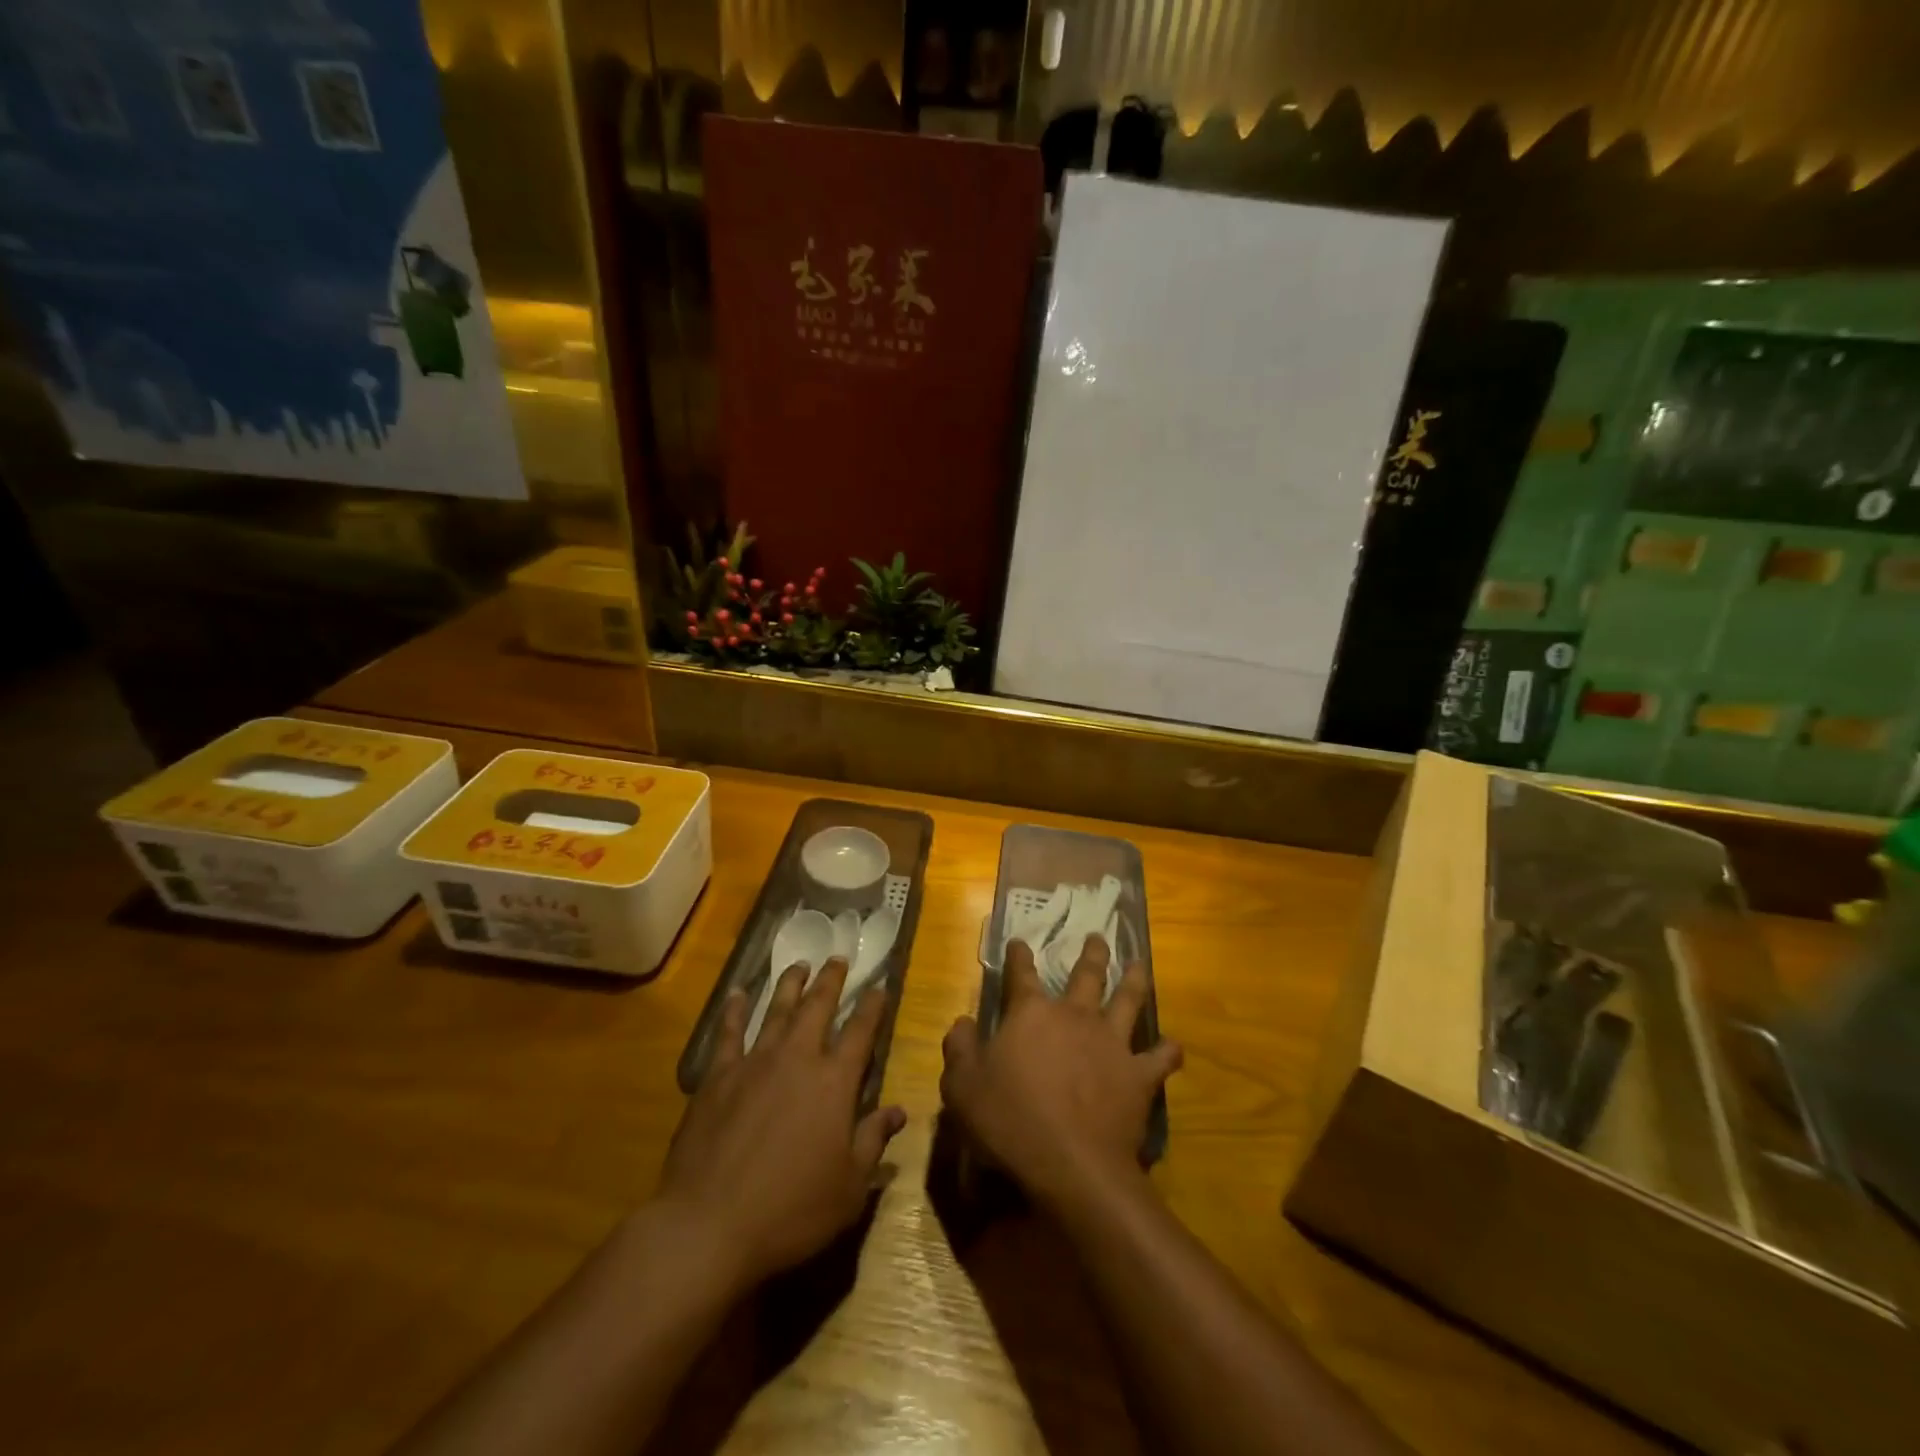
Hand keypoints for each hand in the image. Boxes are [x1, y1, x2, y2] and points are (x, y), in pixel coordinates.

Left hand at [658, 959, 905, 1292]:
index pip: (861, 1032)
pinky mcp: (718, 1076)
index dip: (872, 1007)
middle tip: (838, 958)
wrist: (710, 1224)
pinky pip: (729, 1033)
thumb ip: (873, 1141)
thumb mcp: (849, 1187)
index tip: (879, 986)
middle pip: (818, 1007)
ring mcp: (754, 1063)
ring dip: (790, 984)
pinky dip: (735, 1010)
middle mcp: (798, 1059)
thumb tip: (898, 1111)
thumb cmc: (791, 1210)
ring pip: (777, 1010)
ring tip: (799, 964)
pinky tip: (738, 994)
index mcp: (834, 1082)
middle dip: (831, 980)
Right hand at [941, 935, 1180, 1209]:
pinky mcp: (1138, 1076)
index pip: (1022, 974)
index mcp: (1031, 1014)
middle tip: (1097, 937)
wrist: (1071, 1165)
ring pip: (1127, 1000)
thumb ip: (960, 1048)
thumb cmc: (1008, 1121)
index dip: (1019, 956)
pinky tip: (1174, 1046)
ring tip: (1139, 964)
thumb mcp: (962, 1086)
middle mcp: (1075, 1016)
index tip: (1019, 942)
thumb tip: (963, 1021)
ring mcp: (1112, 1043)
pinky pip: (1160, 1058)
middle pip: (1086, 975)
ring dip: (1134, 980)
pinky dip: (1168, 1050)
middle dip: (1091, 953)